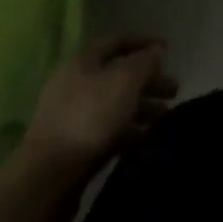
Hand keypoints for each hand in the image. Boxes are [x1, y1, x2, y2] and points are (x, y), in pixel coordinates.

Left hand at [19, 37, 177, 180]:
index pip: (118, 42)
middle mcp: (76, 86)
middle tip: (174, 91)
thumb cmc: (88, 117)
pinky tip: (147, 138)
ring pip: (115, 106)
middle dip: (148, 81)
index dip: (144, 43)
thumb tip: (156, 51)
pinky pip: (109, 132)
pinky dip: (129, 132)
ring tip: (166, 117)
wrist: (48, 179)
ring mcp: (74, 119)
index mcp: (83, 62)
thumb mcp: (124, 80)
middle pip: (119, 76)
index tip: (169, 51)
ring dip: (142, 108)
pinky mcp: (76, 149)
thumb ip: (144, 62)